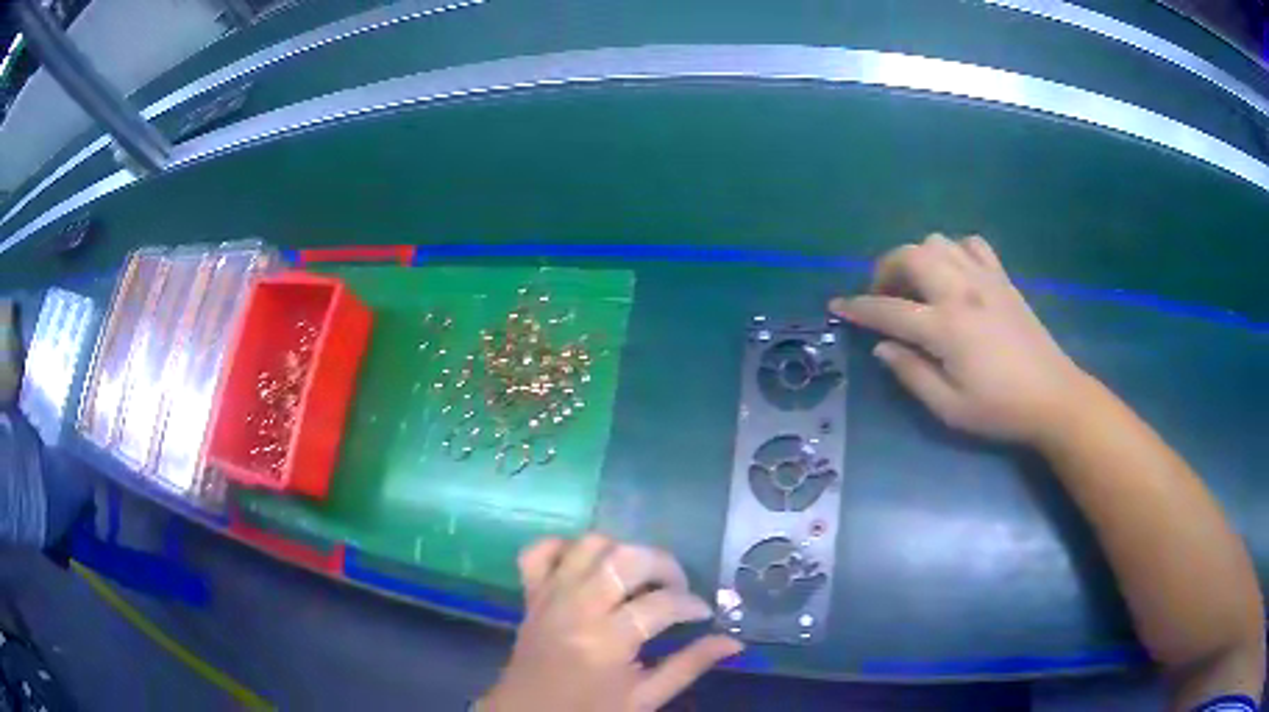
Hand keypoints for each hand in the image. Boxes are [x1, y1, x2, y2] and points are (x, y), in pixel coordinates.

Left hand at [479, 535, 742, 711]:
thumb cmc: (590, 711)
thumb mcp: (645, 698)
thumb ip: (689, 666)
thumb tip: (734, 642)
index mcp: (606, 642)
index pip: (661, 603)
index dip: (691, 604)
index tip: (703, 613)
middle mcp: (576, 608)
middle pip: (626, 558)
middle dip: (664, 565)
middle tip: (677, 588)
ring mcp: (549, 596)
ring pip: (588, 545)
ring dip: (621, 551)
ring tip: (638, 577)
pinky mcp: (530, 593)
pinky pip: (539, 551)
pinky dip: (564, 548)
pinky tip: (588, 565)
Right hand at [829, 234, 1088, 442]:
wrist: (1053, 397)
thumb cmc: (1000, 409)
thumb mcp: (949, 408)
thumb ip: (912, 374)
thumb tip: (882, 346)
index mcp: (946, 328)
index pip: (889, 310)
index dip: (858, 308)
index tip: (837, 305)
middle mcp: (962, 292)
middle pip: (910, 256)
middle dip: (885, 269)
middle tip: (883, 296)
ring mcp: (985, 279)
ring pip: (938, 242)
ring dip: (917, 257)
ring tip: (916, 284)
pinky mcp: (1003, 279)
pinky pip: (972, 245)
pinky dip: (954, 251)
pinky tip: (954, 273)